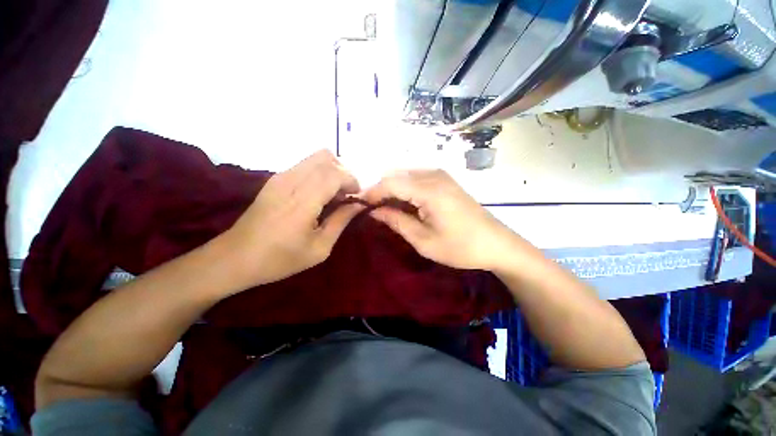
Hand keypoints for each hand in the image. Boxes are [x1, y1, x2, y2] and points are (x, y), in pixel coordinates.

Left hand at [223, 150, 363, 287]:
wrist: (235, 257)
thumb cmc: (280, 258)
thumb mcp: (319, 248)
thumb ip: (341, 221)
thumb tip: (358, 204)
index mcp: (303, 201)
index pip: (335, 174)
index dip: (352, 180)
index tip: (357, 196)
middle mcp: (291, 181)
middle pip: (326, 157)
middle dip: (343, 172)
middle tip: (346, 194)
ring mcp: (280, 177)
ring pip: (315, 157)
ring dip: (331, 171)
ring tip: (334, 194)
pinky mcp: (275, 179)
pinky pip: (305, 165)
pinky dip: (319, 173)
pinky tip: (318, 194)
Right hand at [362, 170, 514, 270]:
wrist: (496, 243)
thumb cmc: (460, 247)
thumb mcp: (423, 240)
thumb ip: (396, 221)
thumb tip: (373, 211)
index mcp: (428, 189)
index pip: (390, 182)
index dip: (371, 192)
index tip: (358, 205)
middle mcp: (433, 174)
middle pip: (396, 175)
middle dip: (380, 190)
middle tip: (372, 209)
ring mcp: (441, 175)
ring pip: (405, 174)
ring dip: (392, 189)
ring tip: (386, 208)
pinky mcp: (445, 179)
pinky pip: (416, 177)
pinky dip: (405, 188)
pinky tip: (404, 203)